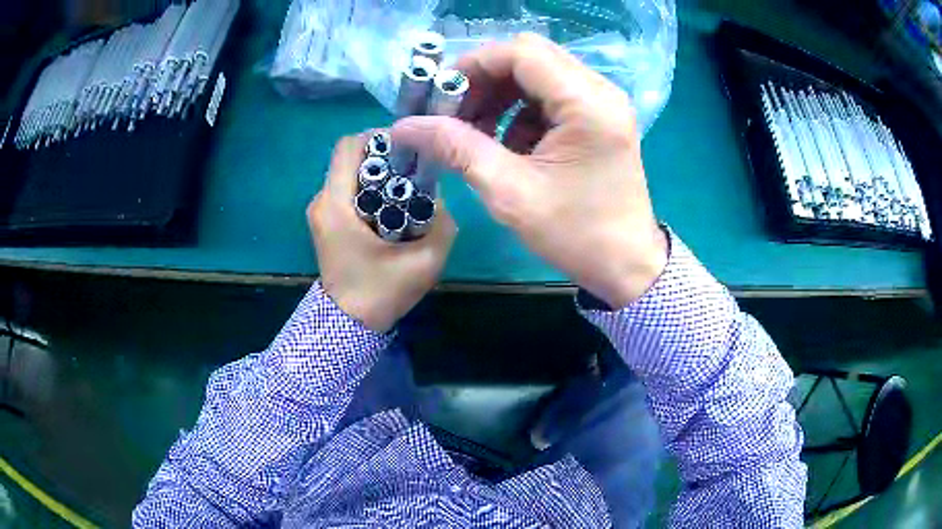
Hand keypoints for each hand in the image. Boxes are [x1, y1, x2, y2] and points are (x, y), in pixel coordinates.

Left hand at [307, 133, 456, 331]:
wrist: (349, 325)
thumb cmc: (382, 292)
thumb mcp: (425, 262)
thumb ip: (442, 224)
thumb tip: (440, 196)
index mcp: (337, 205)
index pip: (350, 146)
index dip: (380, 137)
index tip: (408, 149)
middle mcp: (321, 201)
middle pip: (349, 156)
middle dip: (382, 155)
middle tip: (412, 168)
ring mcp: (320, 211)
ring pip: (348, 172)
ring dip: (376, 172)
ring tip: (405, 187)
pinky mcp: (325, 221)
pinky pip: (346, 189)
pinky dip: (368, 187)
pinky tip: (389, 205)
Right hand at [392, 34, 667, 308]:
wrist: (625, 265)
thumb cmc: (575, 234)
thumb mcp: (510, 192)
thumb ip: (456, 148)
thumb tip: (404, 126)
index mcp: (588, 103)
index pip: (521, 53)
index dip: (473, 65)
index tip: (440, 95)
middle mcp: (601, 91)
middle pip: (530, 57)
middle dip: (484, 79)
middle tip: (454, 114)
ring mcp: (603, 103)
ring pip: (538, 74)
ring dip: (500, 96)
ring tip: (476, 134)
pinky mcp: (598, 117)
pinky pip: (550, 96)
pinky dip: (520, 111)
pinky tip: (508, 144)